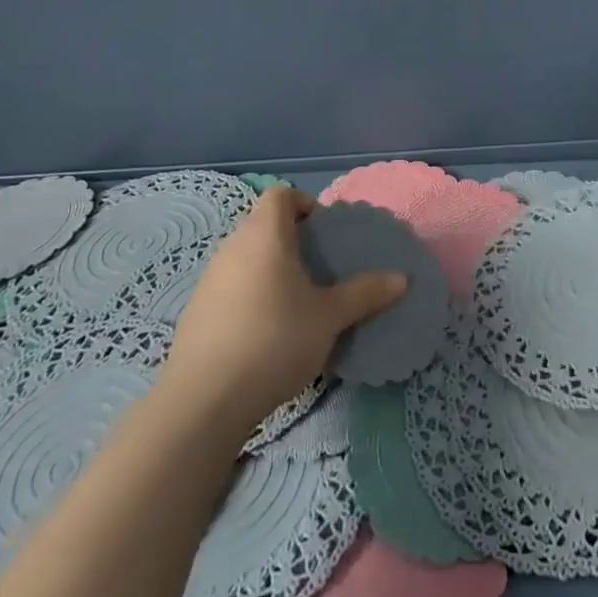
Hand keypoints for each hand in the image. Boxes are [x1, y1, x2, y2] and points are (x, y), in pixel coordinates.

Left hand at [156, 186, 405, 436]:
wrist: (204, 401)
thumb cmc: (275, 340)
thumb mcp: (330, 317)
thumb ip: (365, 293)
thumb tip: (402, 279)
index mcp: (265, 235)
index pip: (281, 195)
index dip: (304, 204)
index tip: (324, 232)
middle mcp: (232, 247)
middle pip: (262, 225)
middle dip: (291, 240)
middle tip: (318, 268)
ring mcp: (208, 280)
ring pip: (245, 257)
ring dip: (269, 269)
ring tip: (295, 302)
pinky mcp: (195, 313)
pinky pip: (229, 287)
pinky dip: (249, 295)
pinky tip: (264, 332)